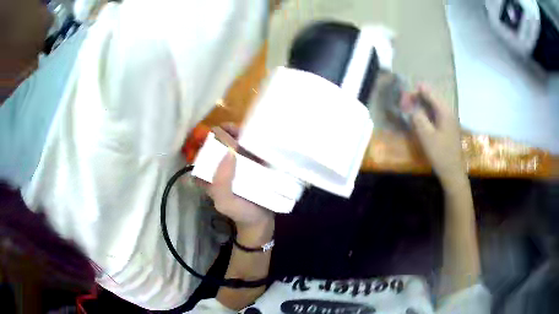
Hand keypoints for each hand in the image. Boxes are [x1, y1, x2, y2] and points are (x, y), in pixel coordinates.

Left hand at [203, 125, 273, 231]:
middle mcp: (220, 165)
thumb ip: (221, 182)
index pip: (205, 149)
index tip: (223, 135)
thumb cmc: (240, 212)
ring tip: (249, 132)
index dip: (211, 139)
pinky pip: (249, 148)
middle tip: (239, 132)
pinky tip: (258, 136)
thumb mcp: (225, 201)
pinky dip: (252, 140)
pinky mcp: (250, 164)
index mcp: (208, 173)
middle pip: (220, 142)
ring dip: (240, 133)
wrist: (261, 221)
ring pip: (235, 142)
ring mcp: (236, 163)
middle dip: (227, 132)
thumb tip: (228, 151)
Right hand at [403, 85, 465, 186]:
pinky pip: (435, 114)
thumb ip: (418, 118)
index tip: (404, 95)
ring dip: (421, 105)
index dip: (416, 91)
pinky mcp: (447, 127)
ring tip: (410, 108)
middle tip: (405, 103)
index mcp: (444, 111)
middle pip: (432, 98)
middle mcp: (448, 111)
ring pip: (433, 106)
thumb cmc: (440, 153)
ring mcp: (449, 119)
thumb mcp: (426, 136)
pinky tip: (420, 117)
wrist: (452, 171)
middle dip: (418, 97)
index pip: (429, 93)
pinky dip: (426, 113)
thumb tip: (411, 106)